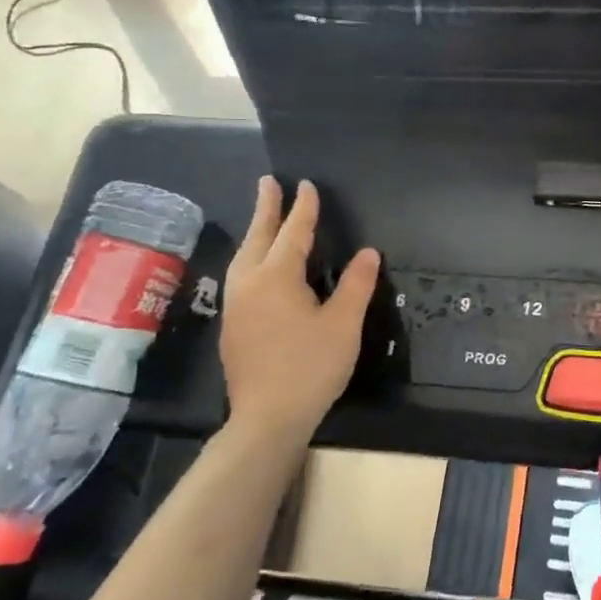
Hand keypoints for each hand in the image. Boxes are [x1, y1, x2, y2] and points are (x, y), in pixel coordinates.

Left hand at [219, 176, 379, 445]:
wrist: (268, 417)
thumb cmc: (311, 366)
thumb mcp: (343, 324)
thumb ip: (356, 284)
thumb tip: (368, 252)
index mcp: (276, 278)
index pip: (293, 234)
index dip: (303, 210)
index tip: (307, 186)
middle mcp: (249, 284)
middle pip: (258, 238)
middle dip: (266, 209)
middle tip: (268, 182)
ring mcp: (235, 305)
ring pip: (244, 257)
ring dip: (255, 232)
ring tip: (263, 217)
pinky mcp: (233, 325)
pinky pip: (240, 275)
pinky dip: (251, 256)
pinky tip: (258, 264)